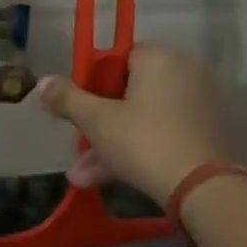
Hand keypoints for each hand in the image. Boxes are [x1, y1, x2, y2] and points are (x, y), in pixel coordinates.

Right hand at [38, 43, 226, 204]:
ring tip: (81, 177)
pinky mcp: (203, 134)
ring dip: (110, 145)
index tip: (77, 109)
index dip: (93, 83)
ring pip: (142, 119)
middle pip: (128, 92)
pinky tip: (106, 179)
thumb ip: (67, 98)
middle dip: (97, 123)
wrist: (201, 189)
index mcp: (159, 59)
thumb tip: (43, 82)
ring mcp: (197, 105)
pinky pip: (161, 134)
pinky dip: (136, 151)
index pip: (118, 58)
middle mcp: (183, 73)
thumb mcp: (96, 121)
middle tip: (77, 147)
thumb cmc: (142, 142)